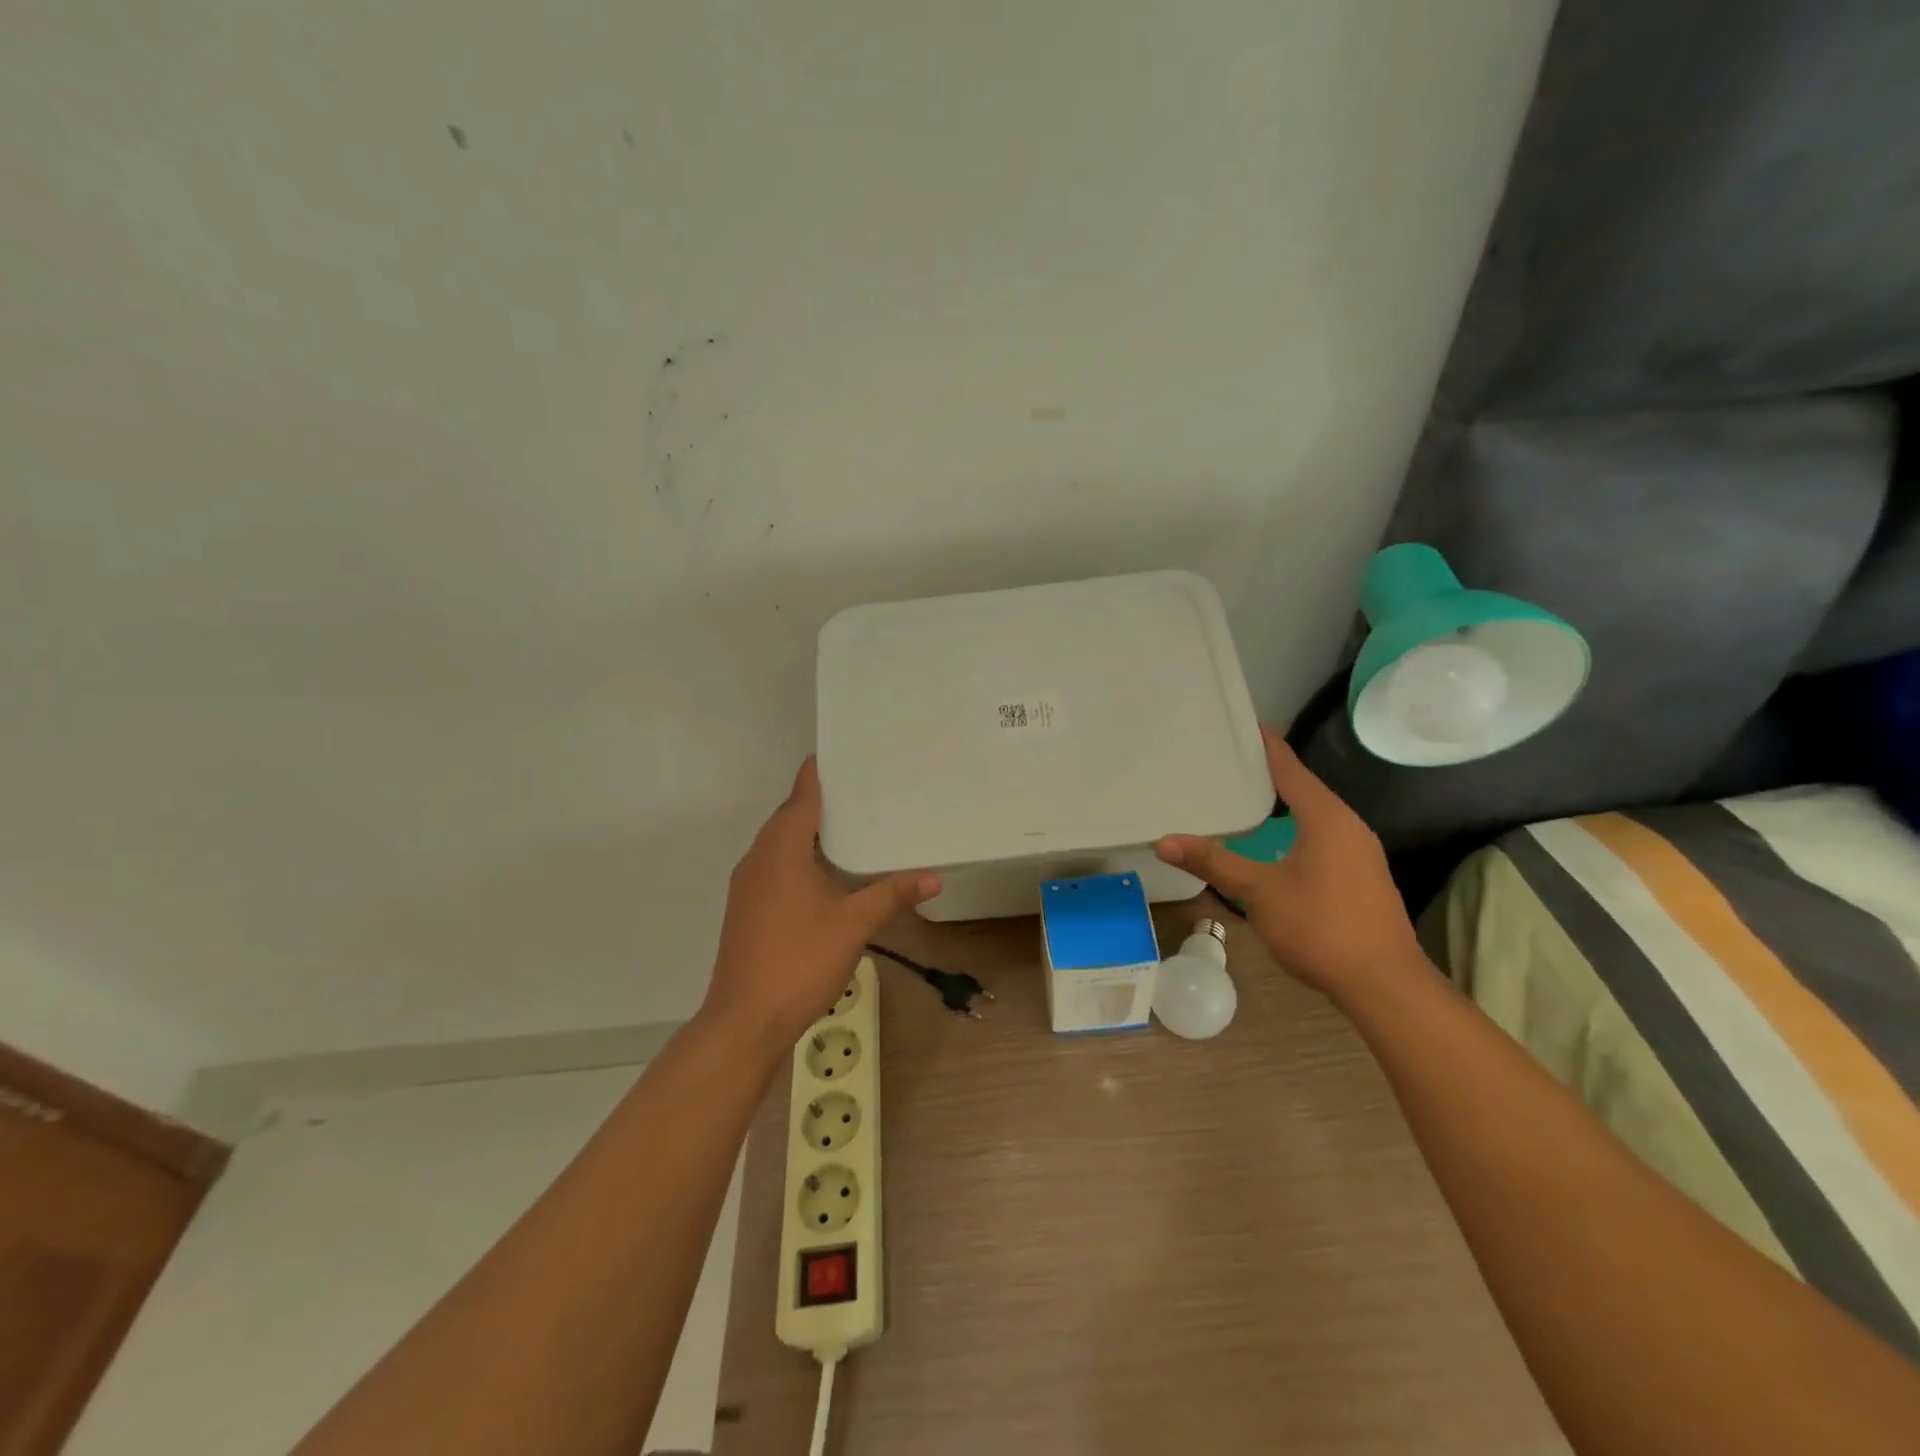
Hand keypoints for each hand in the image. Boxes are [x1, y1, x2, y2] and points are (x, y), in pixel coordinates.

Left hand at [703, 757, 941, 1052]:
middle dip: (820, 801)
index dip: (818, 772)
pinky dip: (798, 857)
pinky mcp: (745, 908)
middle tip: (862, 790)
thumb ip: (892, 894)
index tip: (844, 755)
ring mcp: (747, 885)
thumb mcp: (854, 923)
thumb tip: (934, 877)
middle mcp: (758, 858)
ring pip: (779, 844)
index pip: (801, 795)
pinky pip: (774, 866)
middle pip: (788, 816)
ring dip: (808, 832)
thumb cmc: (800, 960)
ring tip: (851, 826)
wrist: (745, 1020)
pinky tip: (825, 872)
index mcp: (781, 849)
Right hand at [1154, 728, 1422, 998]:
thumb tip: (1163, 840)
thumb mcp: (1259, 892)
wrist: (1385, 985)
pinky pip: (1322, 834)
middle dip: (1268, 772)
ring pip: (1314, 812)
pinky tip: (1274, 838)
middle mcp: (1348, 825)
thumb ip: (1213, 861)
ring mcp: (1359, 851)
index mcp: (1326, 818)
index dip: (1265, 745)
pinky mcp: (1360, 874)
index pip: (1290, 768)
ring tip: (1243, 793)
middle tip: (1227, 760)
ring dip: (1283, 801)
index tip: (1240, 724)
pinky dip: (1294, 824)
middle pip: (1304, 786)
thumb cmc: (1321, 928)